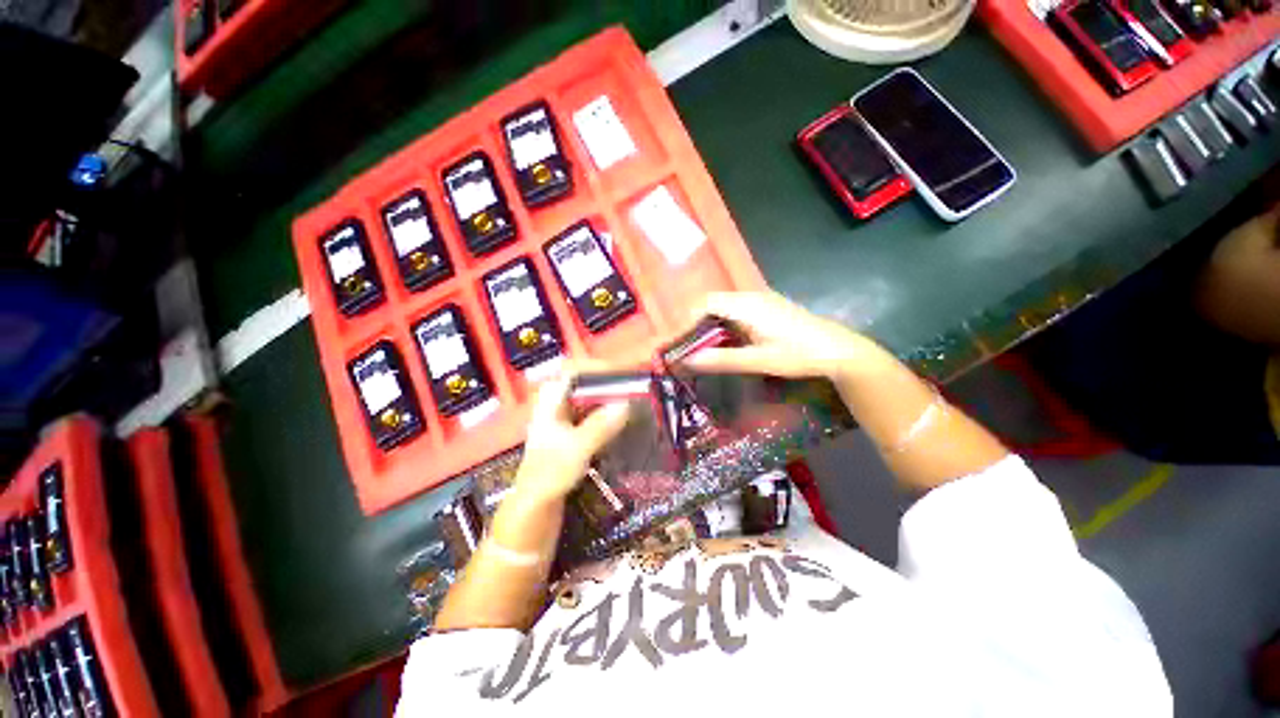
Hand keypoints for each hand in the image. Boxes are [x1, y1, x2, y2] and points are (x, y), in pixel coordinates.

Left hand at [514, 373, 629, 502]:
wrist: (534, 508)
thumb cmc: (549, 473)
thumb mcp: (577, 448)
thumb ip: (601, 425)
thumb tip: (627, 403)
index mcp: (552, 401)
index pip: (575, 371)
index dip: (599, 368)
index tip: (624, 374)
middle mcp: (558, 405)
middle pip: (586, 385)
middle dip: (611, 385)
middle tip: (636, 389)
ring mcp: (565, 421)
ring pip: (592, 401)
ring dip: (612, 402)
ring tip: (635, 404)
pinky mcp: (573, 436)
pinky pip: (595, 418)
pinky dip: (610, 418)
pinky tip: (625, 425)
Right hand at [684, 291, 874, 379]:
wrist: (838, 351)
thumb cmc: (798, 355)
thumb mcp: (758, 360)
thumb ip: (722, 359)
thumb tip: (688, 360)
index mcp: (747, 305)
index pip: (706, 303)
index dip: (688, 320)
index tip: (679, 342)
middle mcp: (751, 297)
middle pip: (713, 303)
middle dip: (696, 324)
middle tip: (687, 348)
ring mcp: (761, 301)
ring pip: (725, 307)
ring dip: (710, 325)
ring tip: (701, 348)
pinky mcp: (768, 309)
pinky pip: (736, 312)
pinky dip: (724, 326)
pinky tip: (726, 343)